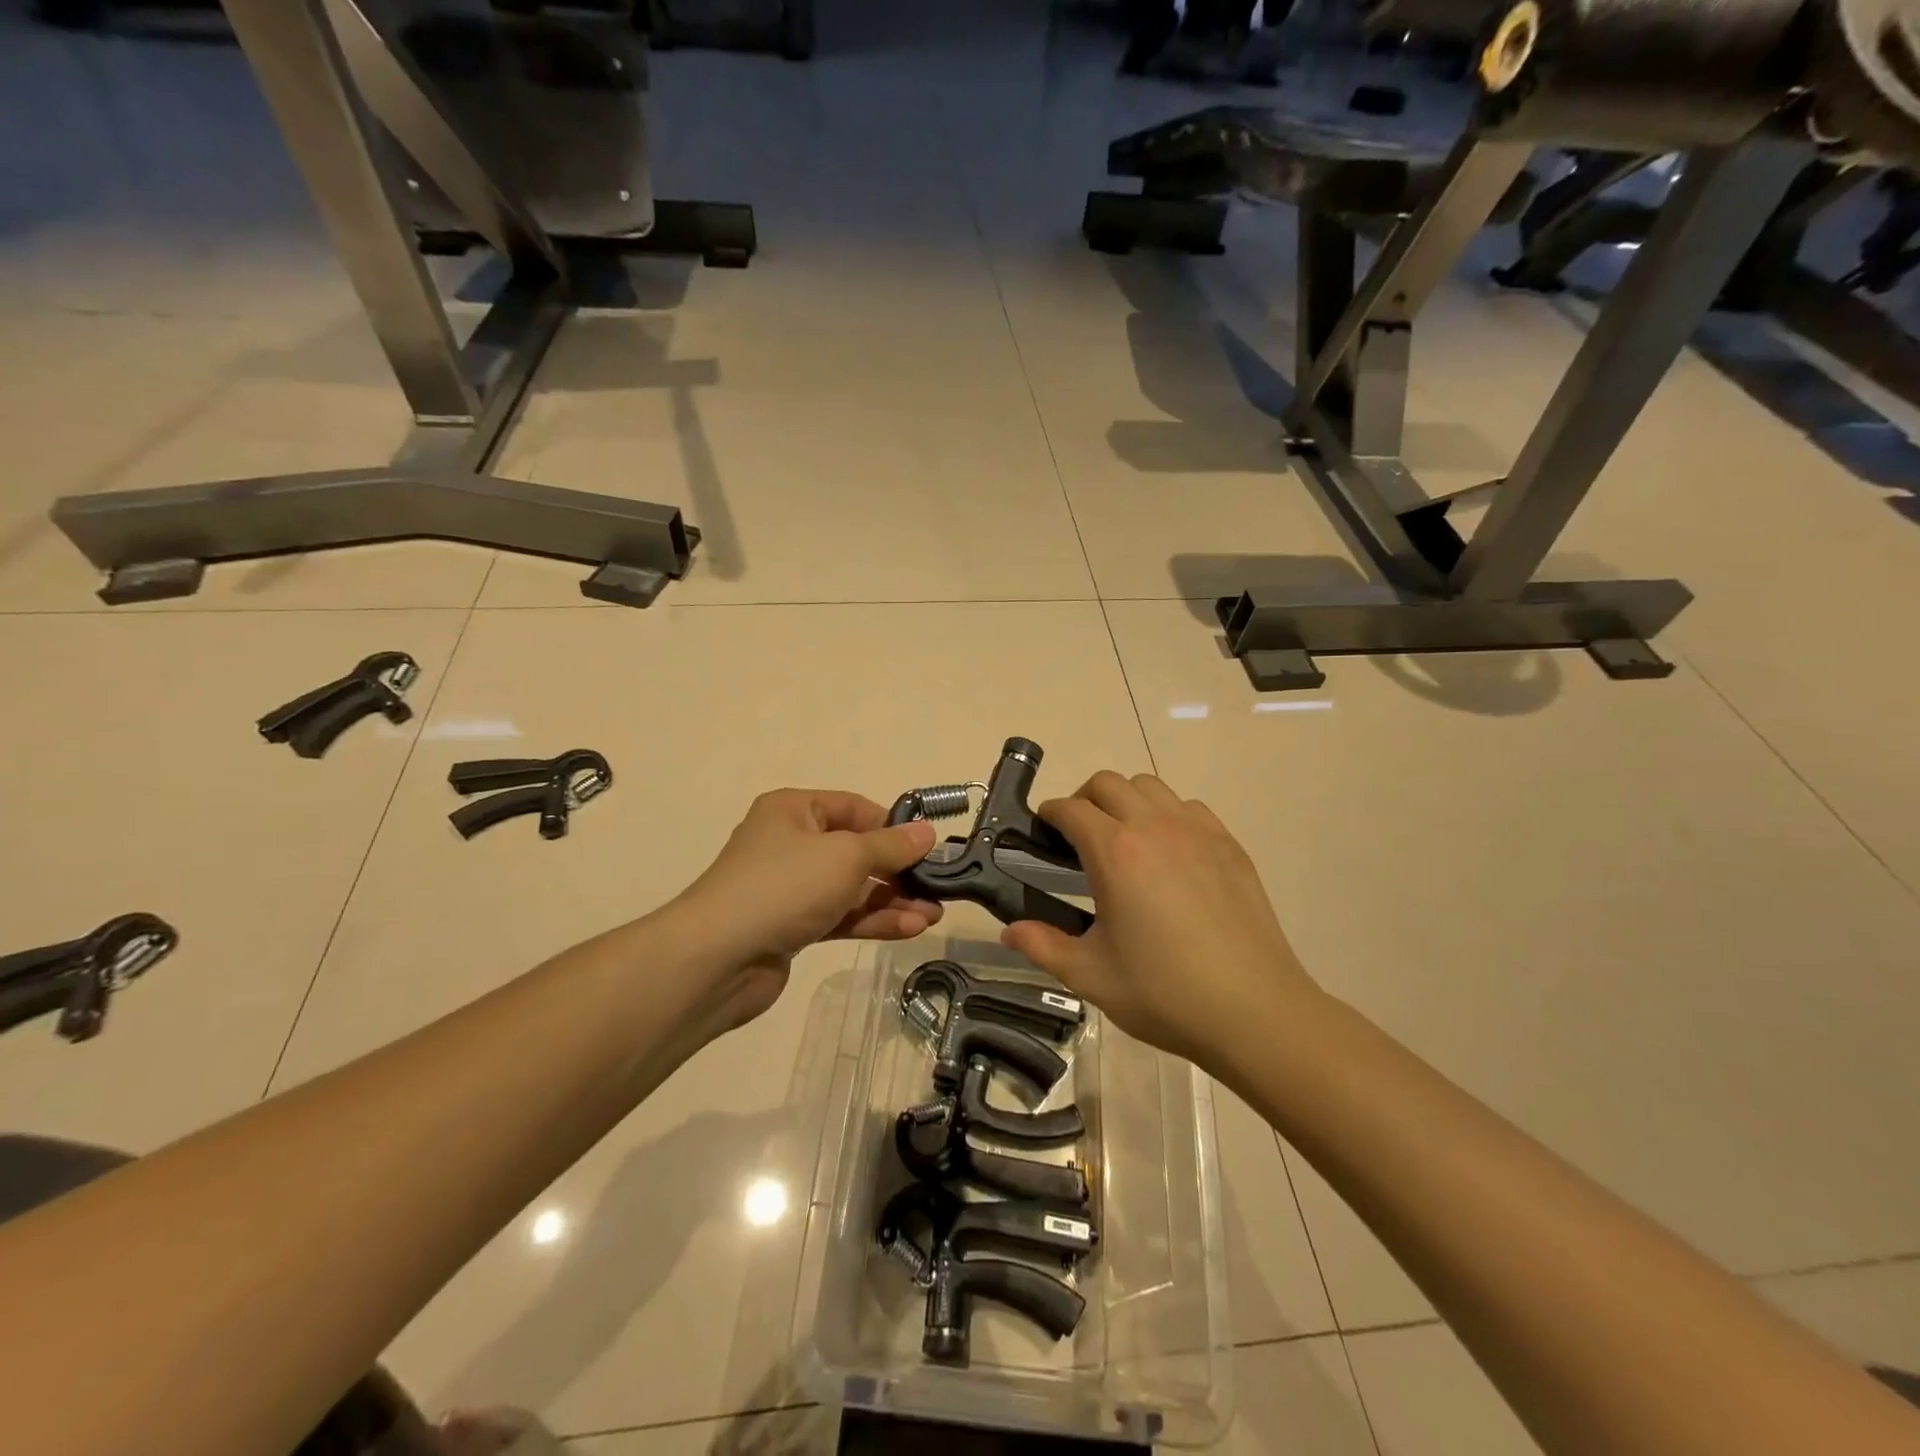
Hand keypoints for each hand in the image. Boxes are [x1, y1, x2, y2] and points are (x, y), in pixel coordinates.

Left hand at [669, 789, 944, 1027]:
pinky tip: (910, 929)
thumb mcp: (846, 856)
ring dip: (892, 900)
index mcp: (795, 810)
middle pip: (856, 851)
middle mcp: (791, 843)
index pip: (854, 808)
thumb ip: (892, 846)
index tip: (928, 847)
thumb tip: (927, 832)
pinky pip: (841, 916)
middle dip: (898, 870)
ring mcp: (791, 888)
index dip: (893, 826)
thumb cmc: (784, 886)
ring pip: (852, 888)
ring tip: (933, 915)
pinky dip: (873, 921)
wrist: (717, 959)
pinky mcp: (793, 926)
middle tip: (937, 886)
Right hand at [1001, 771, 1319, 1071]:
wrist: (1254, 1010)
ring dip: (1127, 801)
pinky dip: (1168, 814)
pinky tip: (1169, 854)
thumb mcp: (1091, 975)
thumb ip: (1043, 945)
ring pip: (1151, 787)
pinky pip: (1189, 807)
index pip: (1071, 809)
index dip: (1050, 815)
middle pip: (1108, 783)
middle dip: (1084, 799)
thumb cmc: (1164, 993)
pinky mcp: (1229, 845)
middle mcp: (1154, 827)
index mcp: (1115, 853)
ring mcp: (1197, 832)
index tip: (1043, 833)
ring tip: (1123, 839)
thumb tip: (1009, 931)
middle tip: (1078, 837)